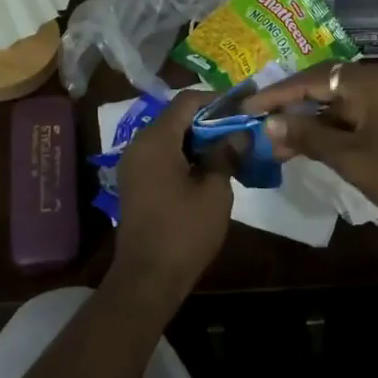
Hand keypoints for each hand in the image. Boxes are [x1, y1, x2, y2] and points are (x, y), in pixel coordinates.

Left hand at [110, 90, 234, 308]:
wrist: (147, 278)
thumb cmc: (184, 231)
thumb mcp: (215, 190)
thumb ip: (225, 154)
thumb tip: (238, 133)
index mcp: (156, 139)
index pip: (188, 100)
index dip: (217, 99)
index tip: (244, 106)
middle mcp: (139, 143)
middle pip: (176, 116)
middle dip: (209, 119)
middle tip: (241, 128)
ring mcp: (133, 163)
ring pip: (169, 136)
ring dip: (197, 138)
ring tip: (230, 147)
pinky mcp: (135, 181)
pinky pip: (161, 154)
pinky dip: (184, 153)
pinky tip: (208, 167)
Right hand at [243, 63, 377, 237]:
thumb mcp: (350, 159)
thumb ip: (308, 136)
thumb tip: (269, 123)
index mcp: (374, 80)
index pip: (314, 79)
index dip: (278, 95)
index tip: (248, 108)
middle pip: (329, 85)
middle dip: (295, 107)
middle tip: (265, 128)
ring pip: (346, 99)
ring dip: (316, 119)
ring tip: (285, 143)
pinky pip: (364, 108)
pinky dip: (340, 123)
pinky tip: (318, 142)